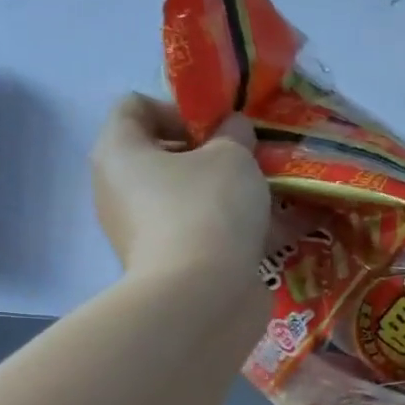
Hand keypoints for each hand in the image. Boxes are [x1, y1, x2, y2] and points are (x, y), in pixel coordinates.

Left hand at [92, 94, 270, 280]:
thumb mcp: (232, 156)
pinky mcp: (170, 268)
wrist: (202, 298)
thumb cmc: (208, 209)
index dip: (180, 107)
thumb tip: (233, 130)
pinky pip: (206, 236)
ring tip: (274, 195)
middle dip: (213, 155)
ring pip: (191, 200)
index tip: (220, 126)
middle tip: (251, 160)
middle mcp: (121, 192)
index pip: (135, 106)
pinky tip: (284, 231)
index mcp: (120, 152)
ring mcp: (144, 234)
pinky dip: (237, 232)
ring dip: (230, 195)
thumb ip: (234, 133)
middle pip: (166, 157)